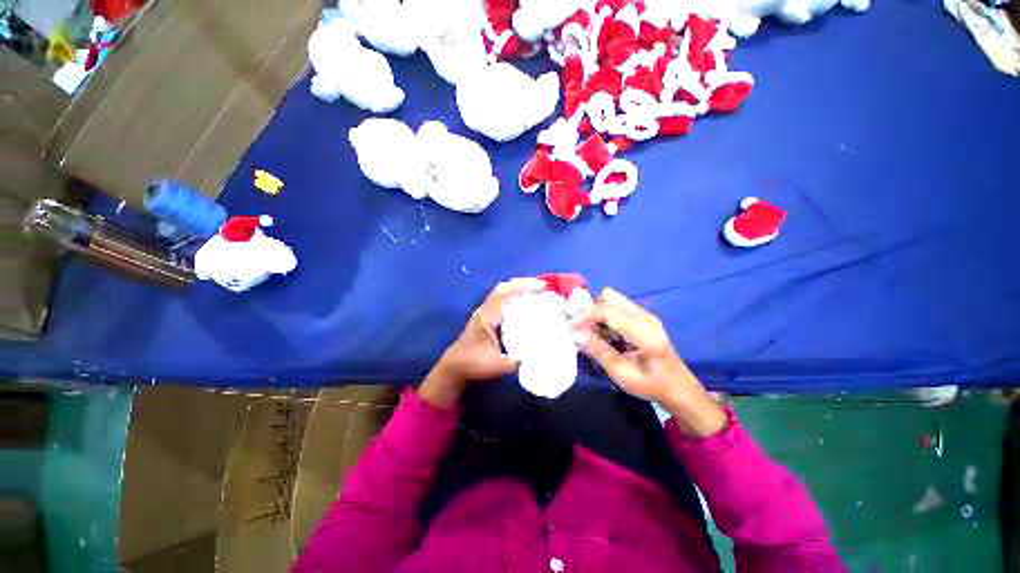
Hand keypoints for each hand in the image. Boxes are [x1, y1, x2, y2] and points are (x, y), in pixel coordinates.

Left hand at [419, 278, 546, 408]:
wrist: (455, 366)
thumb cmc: (473, 363)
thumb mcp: (497, 366)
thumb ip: (518, 362)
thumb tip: (540, 355)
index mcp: (487, 317)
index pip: (503, 294)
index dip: (522, 286)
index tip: (541, 286)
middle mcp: (485, 310)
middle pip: (503, 288)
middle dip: (523, 283)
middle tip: (543, 286)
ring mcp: (485, 311)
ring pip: (502, 292)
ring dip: (519, 288)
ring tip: (538, 291)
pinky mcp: (487, 316)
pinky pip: (502, 299)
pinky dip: (515, 295)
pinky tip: (526, 302)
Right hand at [573, 288, 726, 437]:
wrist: (678, 387)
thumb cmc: (651, 385)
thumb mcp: (622, 374)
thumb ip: (598, 351)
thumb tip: (575, 334)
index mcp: (644, 332)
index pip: (608, 310)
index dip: (586, 315)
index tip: (572, 327)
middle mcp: (645, 317)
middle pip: (609, 296)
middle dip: (591, 310)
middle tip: (582, 328)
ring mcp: (645, 315)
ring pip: (612, 299)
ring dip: (597, 312)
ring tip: (592, 332)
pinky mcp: (643, 317)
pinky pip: (618, 307)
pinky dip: (605, 316)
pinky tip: (604, 333)